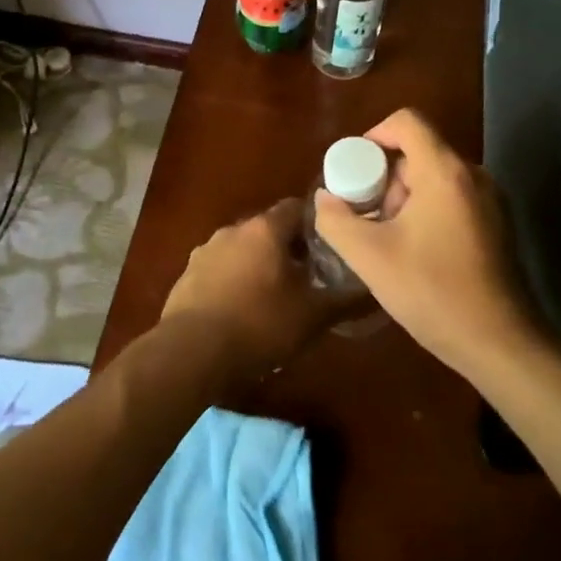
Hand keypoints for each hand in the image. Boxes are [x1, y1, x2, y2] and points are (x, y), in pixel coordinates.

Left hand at [161, 198, 357, 382]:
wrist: (191, 353)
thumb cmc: (259, 325)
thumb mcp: (312, 317)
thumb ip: (345, 300)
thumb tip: (374, 290)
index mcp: (265, 229)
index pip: (297, 208)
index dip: (316, 223)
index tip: (331, 245)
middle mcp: (233, 230)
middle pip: (269, 230)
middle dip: (288, 249)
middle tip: (308, 276)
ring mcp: (205, 251)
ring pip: (242, 250)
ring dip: (258, 265)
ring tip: (274, 297)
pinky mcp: (186, 276)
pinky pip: (219, 270)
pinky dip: (233, 282)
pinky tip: (241, 312)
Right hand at [312, 109, 545, 381]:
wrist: (501, 343)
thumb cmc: (434, 292)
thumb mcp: (370, 257)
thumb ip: (336, 220)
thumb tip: (325, 198)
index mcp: (445, 171)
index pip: (407, 121)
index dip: (373, 135)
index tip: (354, 171)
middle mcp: (472, 175)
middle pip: (419, 151)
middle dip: (384, 177)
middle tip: (364, 214)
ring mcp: (490, 199)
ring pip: (434, 177)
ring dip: (403, 197)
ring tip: (384, 237)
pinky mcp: (496, 223)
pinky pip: (452, 197)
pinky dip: (426, 209)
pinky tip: (412, 250)